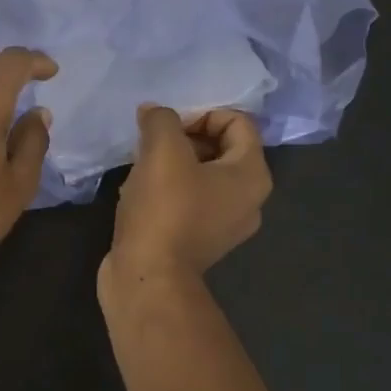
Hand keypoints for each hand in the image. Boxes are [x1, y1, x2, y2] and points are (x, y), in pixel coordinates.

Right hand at [102, 105, 272, 292]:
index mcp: (252, 175)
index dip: (201, 114)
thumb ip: (161, 120)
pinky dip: (166, 190)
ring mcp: (224, 224)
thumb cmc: (165, 209)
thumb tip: (154, 113)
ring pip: (200, 175)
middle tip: (151, 143)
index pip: (237, 122)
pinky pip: (187, 201)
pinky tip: (138, 193)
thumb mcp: (162, 150)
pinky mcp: (198, 241)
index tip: (168, 127)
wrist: (147, 278)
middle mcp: (248, 200)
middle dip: (183, 138)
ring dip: (171, 164)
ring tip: (141, 167)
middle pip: (220, 148)